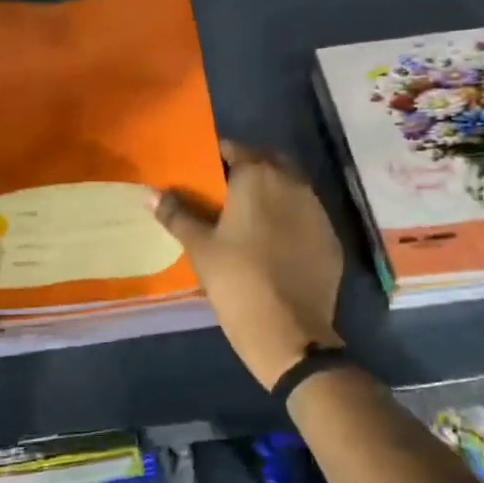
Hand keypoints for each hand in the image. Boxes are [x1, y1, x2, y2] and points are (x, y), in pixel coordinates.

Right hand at [150, 141, 343, 390]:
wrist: (290, 333)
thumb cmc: (237, 281)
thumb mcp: (200, 248)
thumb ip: (176, 215)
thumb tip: (151, 193)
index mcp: (258, 176)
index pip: (234, 149)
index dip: (216, 157)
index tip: (202, 173)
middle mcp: (293, 183)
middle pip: (267, 162)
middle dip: (247, 170)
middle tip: (224, 194)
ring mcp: (317, 210)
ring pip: (290, 188)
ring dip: (271, 193)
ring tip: (249, 218)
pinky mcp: (331, 238)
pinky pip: (306, 216)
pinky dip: (290, 219)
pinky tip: (275, 243)